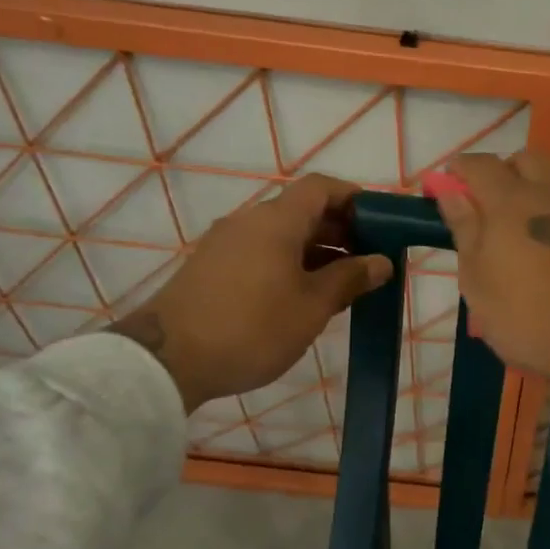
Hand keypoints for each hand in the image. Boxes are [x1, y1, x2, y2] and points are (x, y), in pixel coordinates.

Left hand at [106, 174, 393, 411]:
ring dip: (317, 250)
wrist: (168, 361)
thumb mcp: (312, 306)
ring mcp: (226, 244)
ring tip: (343, 283)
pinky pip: (262, 252)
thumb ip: (350, 278)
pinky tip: (304, 296)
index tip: (381, 223)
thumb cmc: (252, 327)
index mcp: (276, 221)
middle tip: (369, 260)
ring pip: (282, 235)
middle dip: (341, 229)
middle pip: (302, 210)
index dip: (354, 198)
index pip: (321, 188)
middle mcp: (249, 221)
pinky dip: (290, 263)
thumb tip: (381, 261)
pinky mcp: (211, 268)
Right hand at [433, 152, 549, 449]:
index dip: (461, 168)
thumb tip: (449, 189)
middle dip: (507, 172)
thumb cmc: (530, 320)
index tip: (451, 182)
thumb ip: (465, 231)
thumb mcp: (479, 284)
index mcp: (510, 204)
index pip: (480, 166)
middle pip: (528, 160)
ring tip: (545, 208)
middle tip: (496, 204)